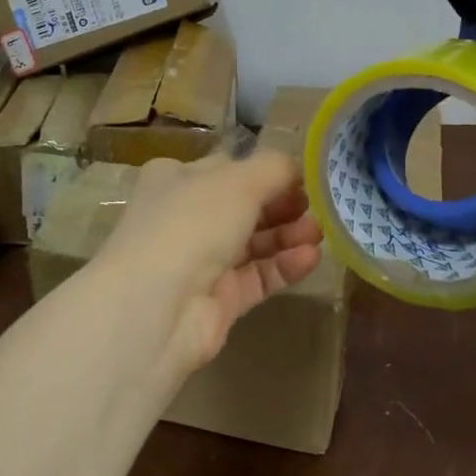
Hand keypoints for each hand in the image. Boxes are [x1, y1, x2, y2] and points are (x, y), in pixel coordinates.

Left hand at [96, 150, 323, 378]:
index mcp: (175, 179)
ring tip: (320, 233)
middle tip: (317, 207)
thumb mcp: (238, 180)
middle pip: (243, 207)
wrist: (155, 307)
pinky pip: (257, 277)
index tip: (302, 178)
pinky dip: (284, 266)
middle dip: (283, 205)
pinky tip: (311, 258)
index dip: (265, 172)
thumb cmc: (191, 223)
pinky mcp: (217, 301)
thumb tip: (295, 168)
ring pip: (253, 244)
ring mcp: (199, 262)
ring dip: (288, 235)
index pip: (227, 169)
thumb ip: (274, 168)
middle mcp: (184, 217)